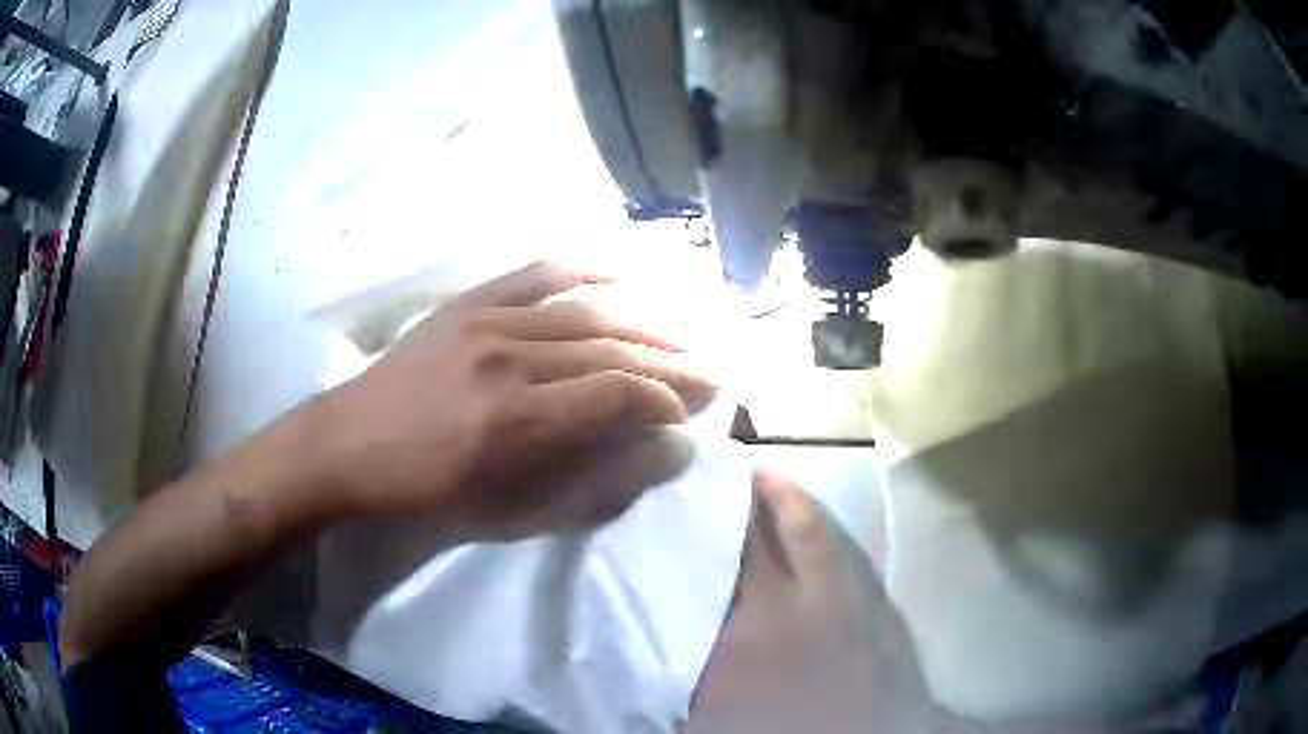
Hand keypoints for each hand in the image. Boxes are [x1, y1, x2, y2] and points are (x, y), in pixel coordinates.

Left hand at [314, 262, 715, 537]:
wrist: (353, 442)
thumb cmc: (431, 490)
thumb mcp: (511, 511)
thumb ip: (592, 482)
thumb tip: (662, 450)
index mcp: (517, 422)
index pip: (618, 395)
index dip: (665, 401)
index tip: (690, 412)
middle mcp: (510, 361)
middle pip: (611, 350)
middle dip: (671, 362)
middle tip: (711, 372)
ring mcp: (488, 322)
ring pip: (587, 311)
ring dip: (645, 322)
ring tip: (685, 334)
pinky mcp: (470, 301)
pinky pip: (540, 273)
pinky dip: (589, 269)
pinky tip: (627, 273)